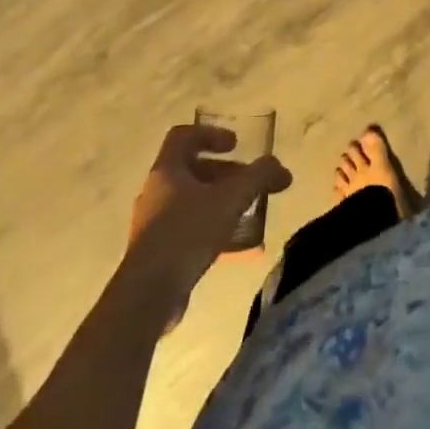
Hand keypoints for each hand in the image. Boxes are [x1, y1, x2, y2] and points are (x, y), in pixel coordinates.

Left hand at [124, 125, 290, 310]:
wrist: (148, 294)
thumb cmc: (187, 233)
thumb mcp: (230, 199)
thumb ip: (258, 177)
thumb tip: (280, 167)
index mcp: (166, 170)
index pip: (183, 136)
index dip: (211, 134)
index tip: (235, 145)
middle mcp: (154, 191)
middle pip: (190, 170)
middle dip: (223, 173)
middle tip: (248, 184)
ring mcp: (151, 223)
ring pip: (188, 200)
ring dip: (217, 201)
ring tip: (244, 213)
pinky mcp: (154, 252)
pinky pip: (185, 227)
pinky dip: (208, 226)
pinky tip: (230, 244)